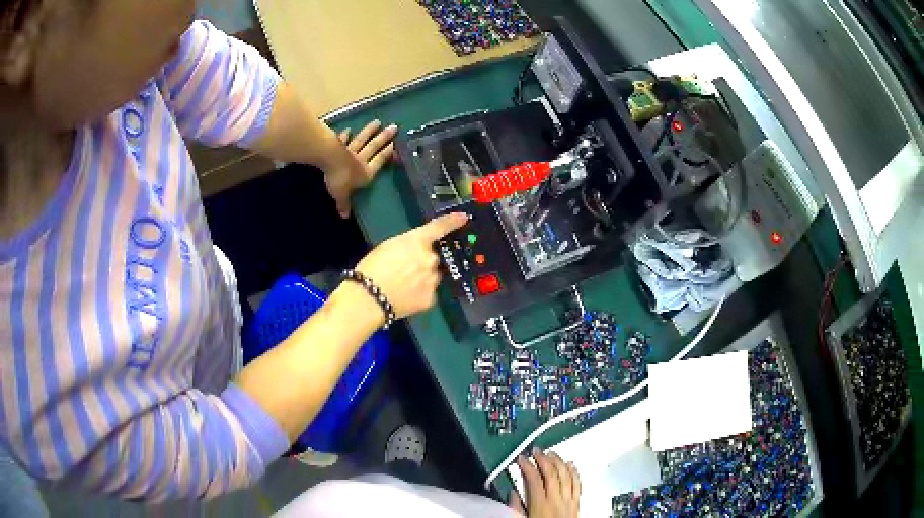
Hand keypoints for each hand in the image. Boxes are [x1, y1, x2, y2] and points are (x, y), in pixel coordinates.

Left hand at [325, 120, 397, 217]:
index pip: (380, 161)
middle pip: (374, 147)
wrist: (328, 160)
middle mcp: (361, 160)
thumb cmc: (339, 179)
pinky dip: (345, 136)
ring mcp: (349, 151)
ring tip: (377, 122)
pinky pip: (343, 141)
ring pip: (361, 140)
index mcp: (366, 172)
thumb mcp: (342, 195)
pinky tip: (348, 130)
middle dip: (384, 137)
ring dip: (369, 131)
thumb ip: (344, 204)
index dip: (388, 153)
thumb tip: (345, 216)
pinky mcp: (337, 146)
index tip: (396, 144)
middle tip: (394, 127)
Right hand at [353, 213, 468, 318]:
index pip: (440, 227)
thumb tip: (415, 251)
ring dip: (424, 278)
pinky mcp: (431, 298)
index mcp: (418, 241)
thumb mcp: (388, 246)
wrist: (368, 298)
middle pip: (433, 257)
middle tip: (405, 270)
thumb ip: (407, 245)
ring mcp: (433, 279)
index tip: (464, 218)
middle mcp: (431, 258)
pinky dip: (420, 294)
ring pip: (432, 276)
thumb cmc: (371, 268)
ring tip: (403, 286)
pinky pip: (429, 292)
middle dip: (424, 262)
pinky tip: (406, 298)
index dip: (453, 221)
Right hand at [509, 449, 580, 517]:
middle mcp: (556, 500)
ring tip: (552, 453)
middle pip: (551, 473)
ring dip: (558, 461)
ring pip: (566, 474)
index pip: (533, 478)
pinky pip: (577, 482)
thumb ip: (516, 507)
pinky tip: (571, 464)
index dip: (527, 466)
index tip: (521, 459)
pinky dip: (574, 471)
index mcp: (540, 504)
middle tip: (536, 451)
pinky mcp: (577, 503)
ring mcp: (569, 500)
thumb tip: (513, 493)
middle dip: (543, 459)